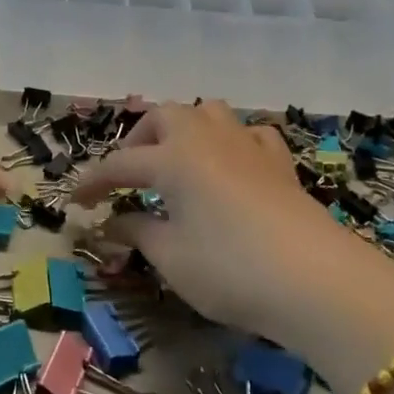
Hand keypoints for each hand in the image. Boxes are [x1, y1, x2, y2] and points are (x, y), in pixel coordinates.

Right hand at [70, 102, 393, 338]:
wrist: (317, 281)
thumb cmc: (230, 269)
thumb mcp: (172, 258)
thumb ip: (137, 233)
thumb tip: (111, 223)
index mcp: (173, 157)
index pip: (120, 164)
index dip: (94, 182)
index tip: (76, 202)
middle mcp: (207, 138)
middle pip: (164, 116)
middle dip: (139, 140)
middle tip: (129, 176)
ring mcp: (248, 146)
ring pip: (208, 112)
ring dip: (184, 128)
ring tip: (176, 160)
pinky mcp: (280, 163)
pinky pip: (250, 134)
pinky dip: (232, 141)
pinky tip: (231, 164)